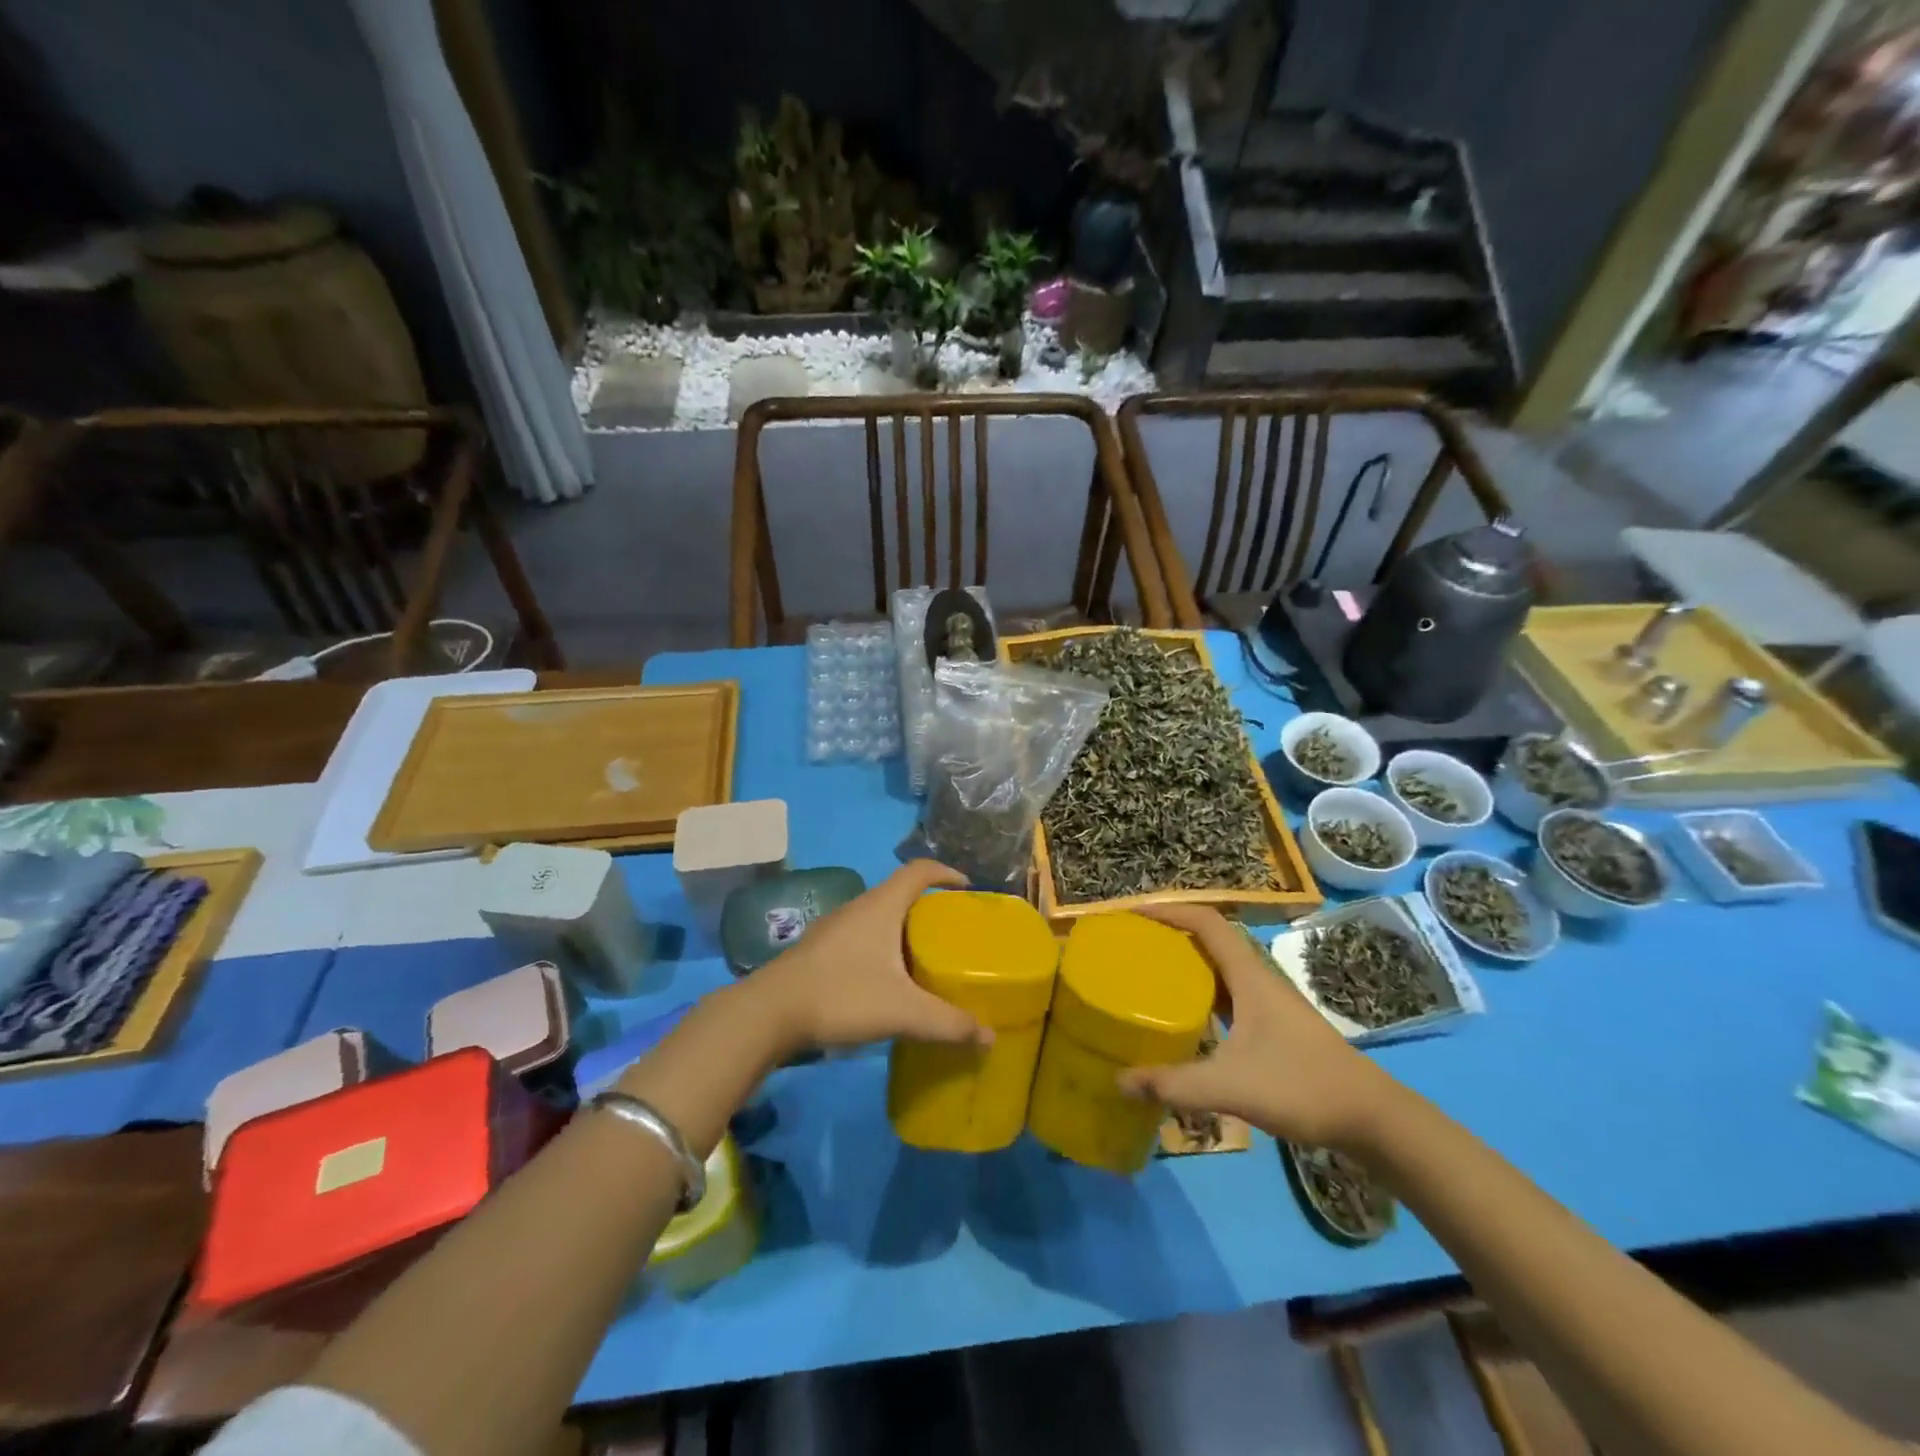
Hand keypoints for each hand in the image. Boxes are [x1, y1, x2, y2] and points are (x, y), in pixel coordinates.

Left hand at [750, 860, 991, 1055]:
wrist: (769, 1013)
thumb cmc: (842, 996)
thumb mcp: (903, 1012)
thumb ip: (948, 1024)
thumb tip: (990, 1037)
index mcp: (882, 906)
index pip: (919, 870)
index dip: (946, 872)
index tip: (967, 888)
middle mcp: (859, 907)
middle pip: (901, 893)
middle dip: (929, 907)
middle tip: (952, 932)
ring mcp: (835, 927)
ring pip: (879, 916)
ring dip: (903, 928)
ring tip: (924, 957)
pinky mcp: (820, 949)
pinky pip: (862, 935)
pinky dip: (882, 946)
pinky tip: (886, 979)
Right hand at [1117, 905, 1399, 1150]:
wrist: (1372, 1118)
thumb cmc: (1302, 1086)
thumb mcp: (1232, 1086)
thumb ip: (1175, 1085)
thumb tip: (1120, 1081)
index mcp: (1250, 976)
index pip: (1207, 923)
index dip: (1171, 911)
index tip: (1135, 914)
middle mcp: (1258, 980)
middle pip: (1210, 941)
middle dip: (1171, 936)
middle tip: (1133, 946)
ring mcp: (1268, 1004)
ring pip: (1219, 970)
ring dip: (1186, 965)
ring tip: (1148, 976)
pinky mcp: (1273, 1027)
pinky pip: (1227, 996)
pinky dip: (1201, 995)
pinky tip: (1185, 1020)